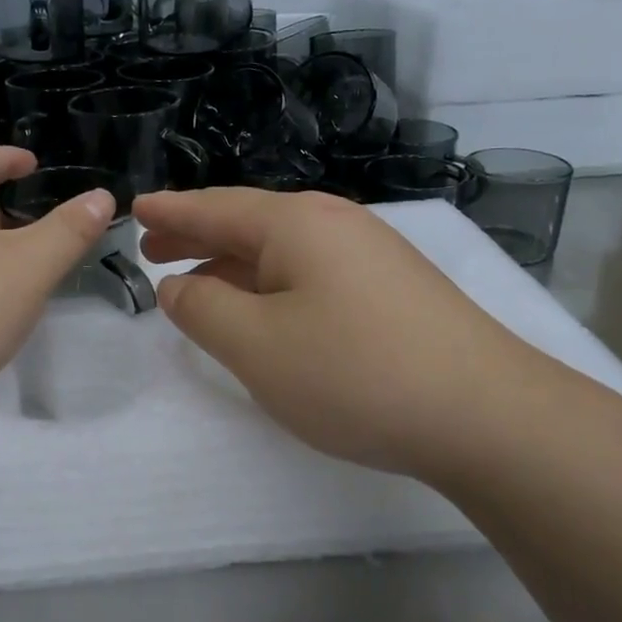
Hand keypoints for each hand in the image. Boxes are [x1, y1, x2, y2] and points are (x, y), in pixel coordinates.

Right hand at [135, 188, 552, 483]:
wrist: (485, 414)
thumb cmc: (354, 372)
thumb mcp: (255, 345)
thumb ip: (203, 310)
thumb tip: (178, 286)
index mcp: (295, 223)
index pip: (215, 207)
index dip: (171, 211)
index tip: (135, 209)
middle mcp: (335, 224)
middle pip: (249, 223)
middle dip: (198, 237)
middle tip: (154, 249)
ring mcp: (371, 255)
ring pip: (283, 252)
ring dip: (235, 265)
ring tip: (199, 283)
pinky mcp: (393, 290)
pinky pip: (312, 275)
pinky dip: (272, 286)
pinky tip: (267, 312)